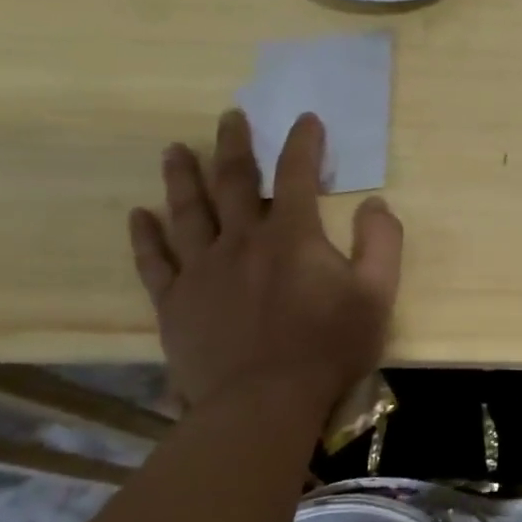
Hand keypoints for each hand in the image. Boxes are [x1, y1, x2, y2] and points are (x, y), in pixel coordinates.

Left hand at [127, 110, 402, 419]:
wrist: (264, 404)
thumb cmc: (328, 347)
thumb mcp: (377, 294)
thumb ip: (382, 243)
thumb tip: (376, 204)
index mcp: (292, 235)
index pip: (297, 173)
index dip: (303, 142)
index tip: (306, 119)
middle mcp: (241, 240)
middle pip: (232, 180)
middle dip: (234, 144)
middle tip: (230, 117)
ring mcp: (202, 270)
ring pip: (187, 211)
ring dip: (181, 177)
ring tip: (174, 150)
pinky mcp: (175, 302)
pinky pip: (154, 261)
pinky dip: (145, 236)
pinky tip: (139, 215)